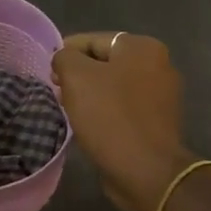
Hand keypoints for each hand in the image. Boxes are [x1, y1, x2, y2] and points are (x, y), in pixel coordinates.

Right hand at [52, 33, 191, 210]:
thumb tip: (64, 59)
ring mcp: (161, 95)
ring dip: (90, 94)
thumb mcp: (76, 77)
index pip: (94, 40)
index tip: (49, 71)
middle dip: (78, 74)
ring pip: (114, 86)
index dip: (66, 52)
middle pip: (105, 62)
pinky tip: (89, 124)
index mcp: (142, 48)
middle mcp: (158, 65)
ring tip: (69, 108)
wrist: (146, 170)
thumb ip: (65, 58)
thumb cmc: (109, 116)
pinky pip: (124, 107)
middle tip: (57, 91)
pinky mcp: (158, 121)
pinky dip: (105, 111)